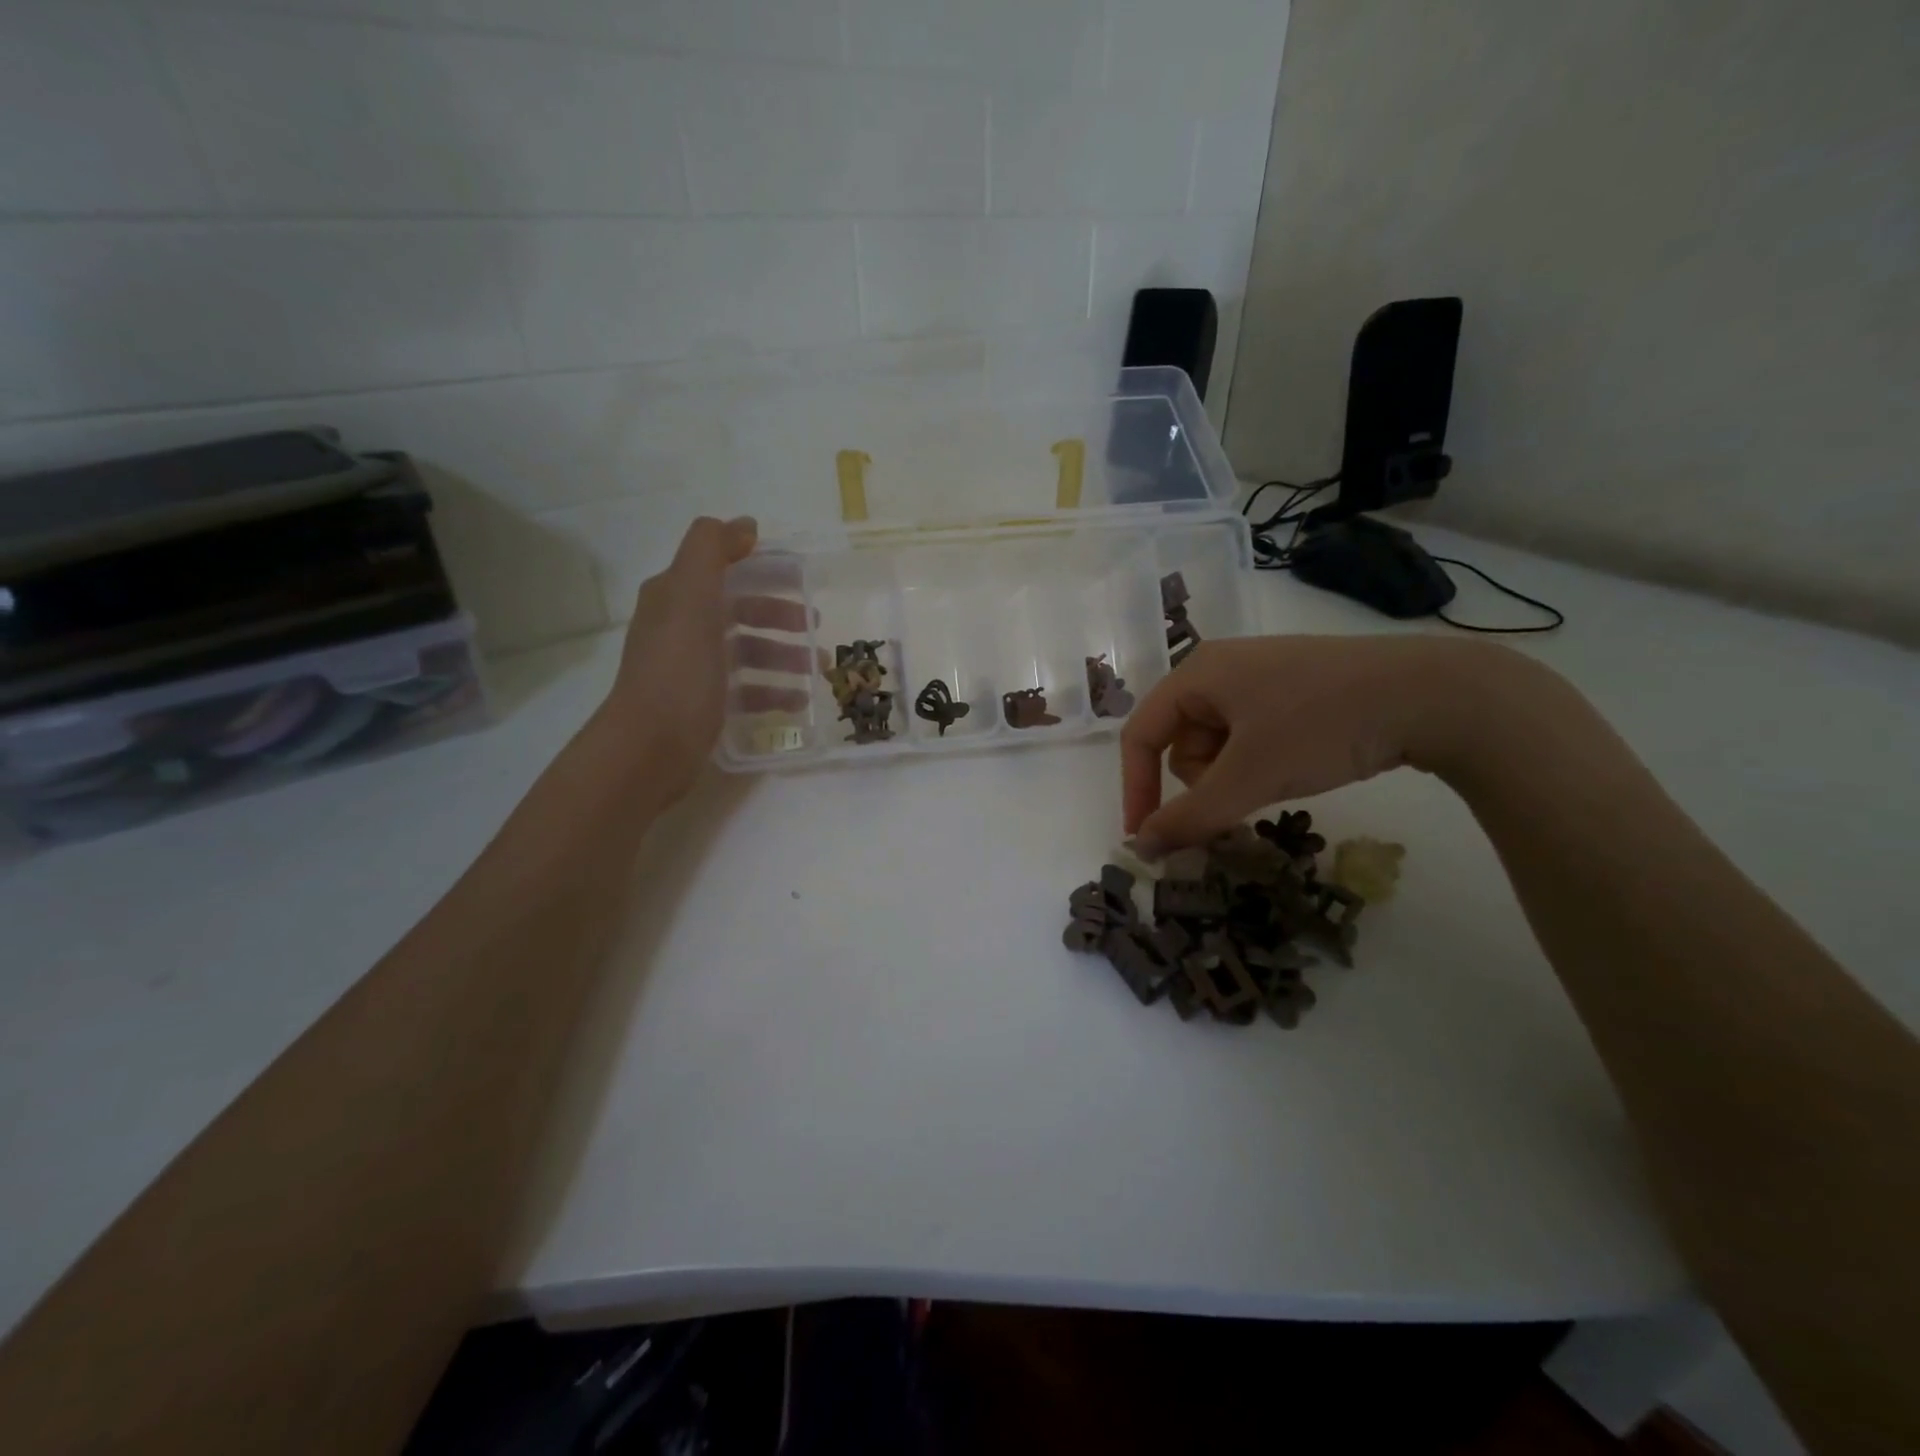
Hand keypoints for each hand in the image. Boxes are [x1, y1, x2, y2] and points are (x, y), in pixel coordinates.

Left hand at [598, 516, 810, 793]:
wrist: (651, 746)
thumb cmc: (679, 670)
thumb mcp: (691, 597)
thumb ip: (712, 550)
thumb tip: (745, 525)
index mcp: (675, 595)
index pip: (723, 568)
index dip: (761, 568)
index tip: (801, 578)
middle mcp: (680, 626)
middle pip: (739, 610)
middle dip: (780, 615)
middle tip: (816, 625)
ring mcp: (692, 667)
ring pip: (747, 650)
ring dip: (784, 654)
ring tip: (818, 669)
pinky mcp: (704, 703)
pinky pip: (746, 688)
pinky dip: (774, 689)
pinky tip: (798, 700)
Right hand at [1120, 635, 1513, 855]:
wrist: (1433, 693)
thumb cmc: (1322, 725)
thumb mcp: (1249, 776)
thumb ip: (1189, 817)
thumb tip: (1139, 849)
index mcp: (1197, 673)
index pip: (1140, 735)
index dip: (1136, 788)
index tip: (1147, 838)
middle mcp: (1220, 668)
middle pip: (1180, 741)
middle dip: (1203, 780)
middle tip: (1243, 796)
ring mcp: (1260, 677)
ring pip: (1218, 744)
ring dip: (1234, 775)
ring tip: (1280, 778)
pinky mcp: (1293, 690)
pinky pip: (1251, 736)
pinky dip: (1261, 762)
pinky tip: (1300, 764)